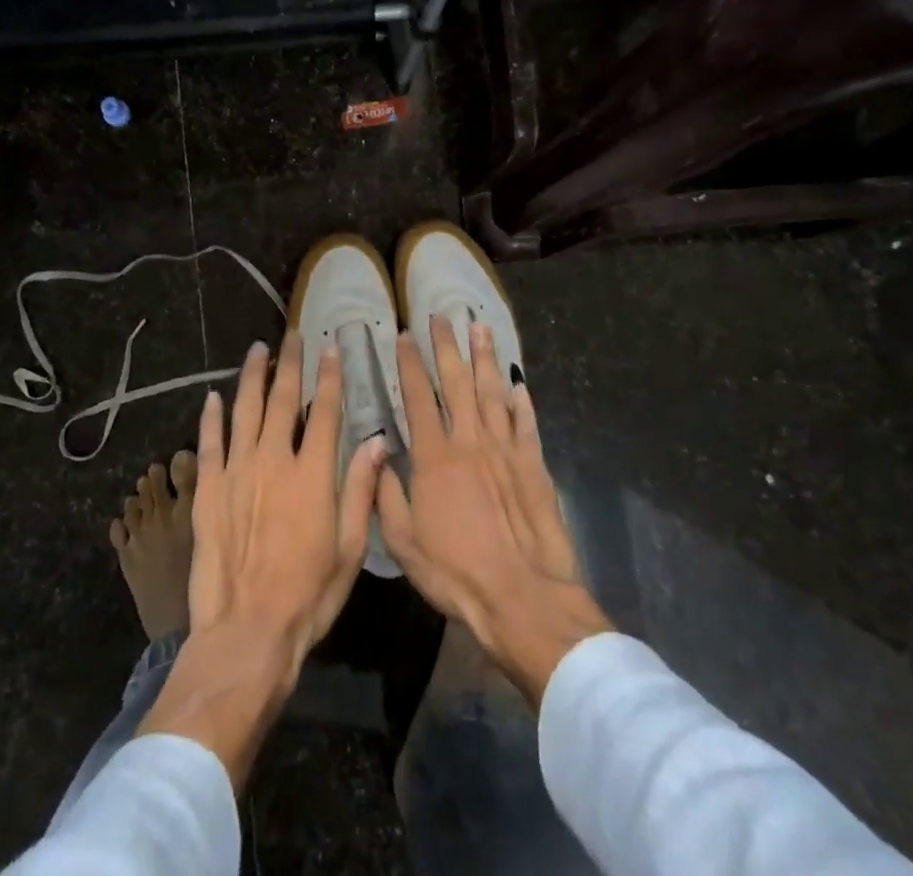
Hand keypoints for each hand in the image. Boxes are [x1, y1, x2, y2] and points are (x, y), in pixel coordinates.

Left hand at [140, 334, 384, 786]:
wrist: (246, 632)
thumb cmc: (308, 595)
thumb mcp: (350, 548)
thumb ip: (361, 489)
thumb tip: (378, 441)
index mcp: (312, 474)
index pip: (324, 411)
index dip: (329, 377)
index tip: (330, 348)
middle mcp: (273, 460)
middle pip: (282, 400)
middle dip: (289, 363)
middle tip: (292, 335)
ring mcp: (236, 472)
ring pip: (244, 410)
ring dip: (252, 376)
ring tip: (258, 350)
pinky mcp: (207, 489)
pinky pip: (209, 442)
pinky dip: (212, 417)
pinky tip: (214, 396)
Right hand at [378, 317, 612, 708]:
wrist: (522, 597)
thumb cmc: (456, 573)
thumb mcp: (404, 542)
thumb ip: (387, 494)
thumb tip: (377, 454)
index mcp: (435, 457)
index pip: (419, 397)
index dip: (409, 364)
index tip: (402, 336)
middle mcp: (470, 441)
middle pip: (458, 382)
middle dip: (447, 346)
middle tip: (441, 316)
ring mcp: (506, 451)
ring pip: (493, 392)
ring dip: (485, 358)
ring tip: (481, 327)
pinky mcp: (534, 467)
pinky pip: (527, 425)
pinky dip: (523, 402)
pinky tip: (519, 383)